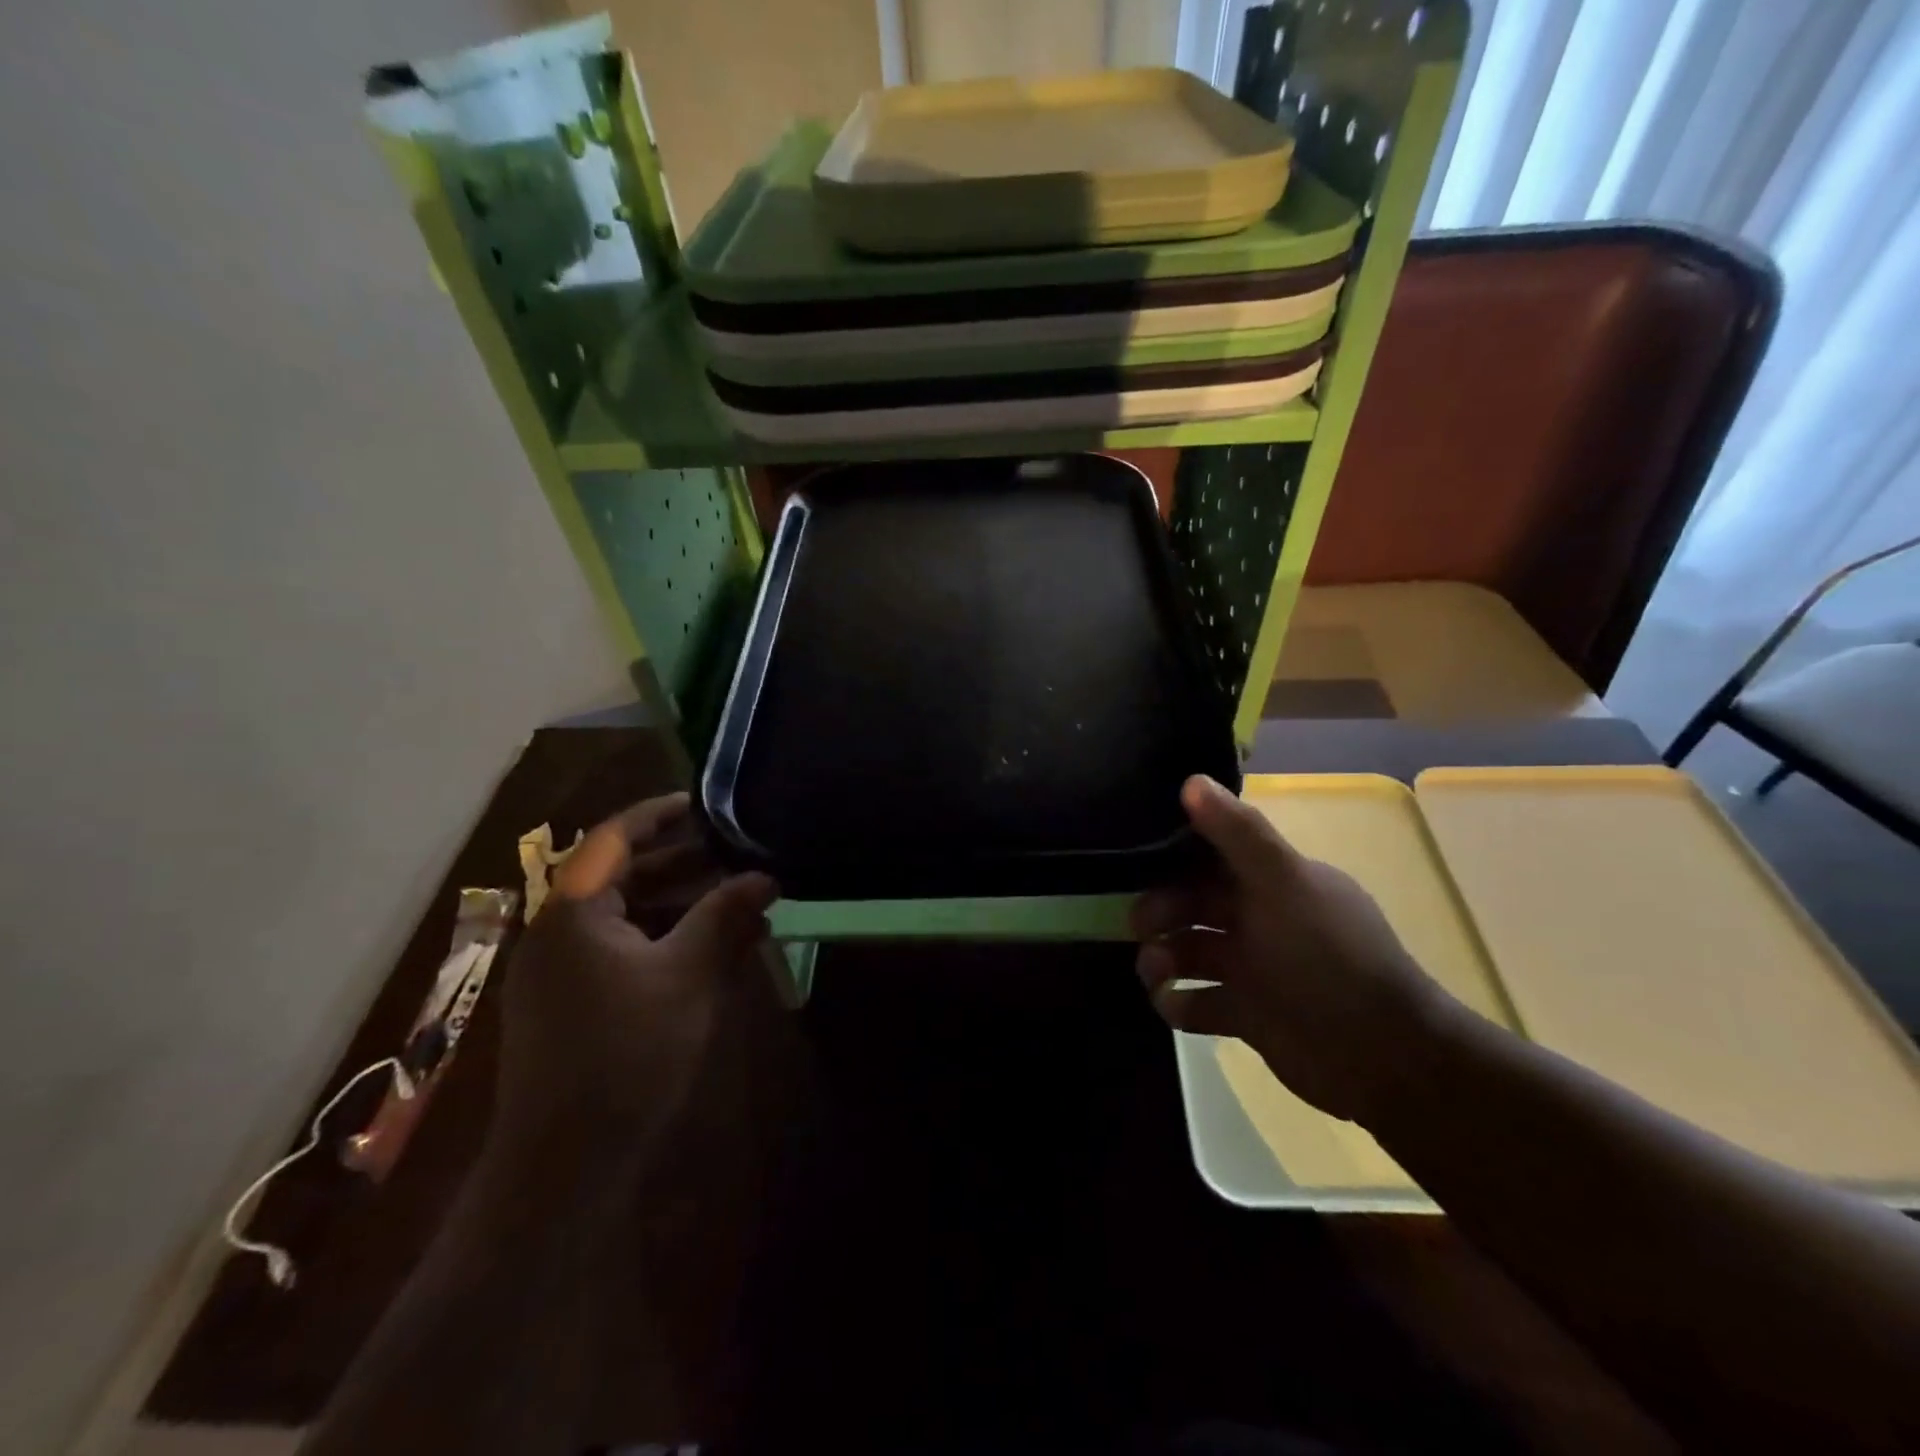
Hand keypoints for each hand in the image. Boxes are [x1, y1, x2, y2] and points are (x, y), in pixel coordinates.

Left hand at [489, 793, 776, 1171]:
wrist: (562, 1168)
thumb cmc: (625, 1054)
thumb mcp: (687, 976)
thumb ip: (725, 917)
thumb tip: (765, 875)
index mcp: (572, 911)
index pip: (615, 837)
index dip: (661, 814)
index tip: (707, 803)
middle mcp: (557, 931)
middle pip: (621, 874)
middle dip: (681, 860)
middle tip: (736, 851)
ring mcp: (559, 972)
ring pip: (624, 915)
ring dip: (678, 902)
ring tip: (734, 896)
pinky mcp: (570, 1005)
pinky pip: (620, 950)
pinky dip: (663, 938)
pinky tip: (709, 948)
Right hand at [1133, 775, 1462, 1126]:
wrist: (1382, 1056)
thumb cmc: (1328, 956)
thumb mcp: (1284, 883)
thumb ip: (1238, 832)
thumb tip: (1191, 779)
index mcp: (1272, 881)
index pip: (1212, 855)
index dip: (1173, 856)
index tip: (1136, 861)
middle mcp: (1259, 919)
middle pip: (1192, 904)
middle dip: (1160, 911)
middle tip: (1139, 927)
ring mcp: (1252, 969)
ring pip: (1188, 952)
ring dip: (1161, 958)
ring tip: (1155, 973)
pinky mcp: (1246, 1015)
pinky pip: (1196, 1002)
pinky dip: (1177, 1002)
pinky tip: (1173, 1004)